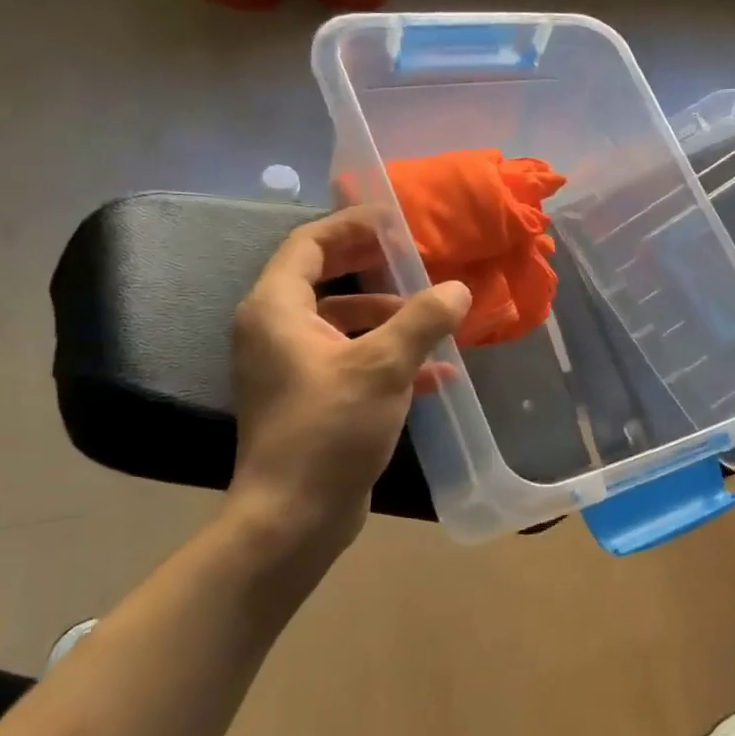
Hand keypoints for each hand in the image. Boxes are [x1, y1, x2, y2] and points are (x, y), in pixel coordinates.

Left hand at [227, 210, 469, 557]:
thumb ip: (422, 320)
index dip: (350, 225)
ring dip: (392, 319)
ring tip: (439, 320)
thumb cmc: (329, 429)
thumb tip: (458, 289)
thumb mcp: (383, 367)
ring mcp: (294, 368)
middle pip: (329, 281)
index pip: (308, 245)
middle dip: (378, 271)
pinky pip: (354, 361)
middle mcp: (276, 332)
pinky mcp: (314, 399)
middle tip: (422, 262)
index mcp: (277, 311)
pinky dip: (391, 359)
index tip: (394, 219)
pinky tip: (438, 374)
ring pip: (346, 324)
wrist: (294, 516)